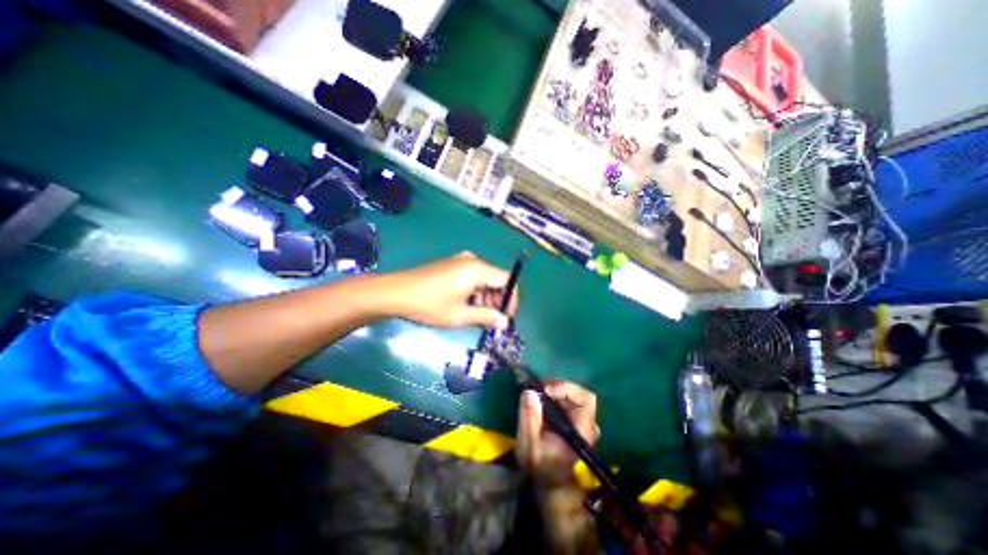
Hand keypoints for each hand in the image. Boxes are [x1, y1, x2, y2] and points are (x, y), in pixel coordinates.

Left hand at [380, 251, 516, 328]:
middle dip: (498, 299)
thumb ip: (486, 317)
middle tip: (492, 320)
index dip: (511, 299)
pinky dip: (476, 290)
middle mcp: (473, 261)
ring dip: (487, 296)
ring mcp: (461, 261)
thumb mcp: (460, 315)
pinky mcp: (452, 264)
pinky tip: (466, 304)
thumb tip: (505, 322)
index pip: (507, 280)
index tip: (506, 317)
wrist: (395, 292)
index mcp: (477, 269)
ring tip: (478, 315)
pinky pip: (473, 276)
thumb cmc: (430, 305)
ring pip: (485, 278)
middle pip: (496, 278)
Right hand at [517, 381, 601, 486]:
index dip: (566, 389)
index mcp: (583, 431)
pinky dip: (553, 394)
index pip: (585, 399)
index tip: (545, 391)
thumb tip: (529, 392)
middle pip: (578, 393)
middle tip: (537, 389)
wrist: (548, 481)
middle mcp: (587, 423)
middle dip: (557, 387)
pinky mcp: (574, 418)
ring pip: (572, 393)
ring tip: (536, 394)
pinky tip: (540, 399)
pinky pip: (566, 398)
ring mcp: (582, 420)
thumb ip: (529, 420)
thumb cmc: (540, 466)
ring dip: (553, 389)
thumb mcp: (529, 446)